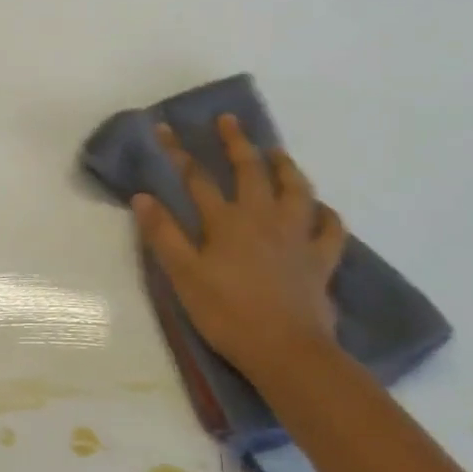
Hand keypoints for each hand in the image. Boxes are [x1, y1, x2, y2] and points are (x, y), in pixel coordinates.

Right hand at [132, 114, 345, 385]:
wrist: (286, 351)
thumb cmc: (226, 312)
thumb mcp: (183, 275)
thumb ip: (163, 234)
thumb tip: (142, 196)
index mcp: (226, 221)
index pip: (196, 177)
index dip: (178, 151)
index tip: (164, 127)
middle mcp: (263, 218)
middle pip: (250, 170)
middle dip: (236, 143)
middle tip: (229, 120)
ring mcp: (297, 237)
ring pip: (296, 190)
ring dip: (285, 167)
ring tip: (277, 153)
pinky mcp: (321, 260)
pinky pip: (330, 229)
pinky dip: (326, 214)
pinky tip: (320, 210)